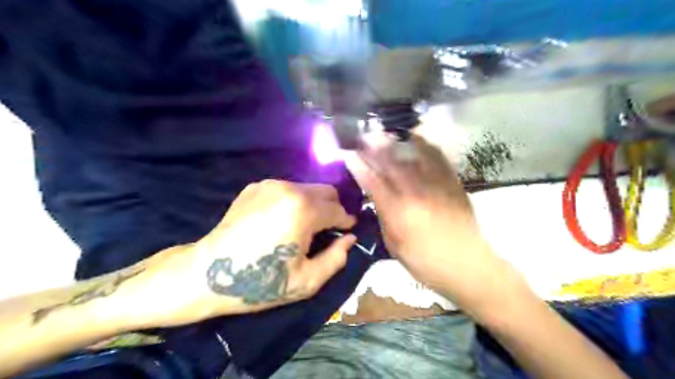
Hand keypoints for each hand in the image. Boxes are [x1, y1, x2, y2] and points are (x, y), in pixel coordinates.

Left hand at [122, 179, 354, 326]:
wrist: (208, 273)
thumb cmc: (260, 281)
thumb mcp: (307, 281)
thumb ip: (336, 258)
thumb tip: (349, 239)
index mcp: (304, 210)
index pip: (338, 210)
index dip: (347, 222)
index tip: (348, 231)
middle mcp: (289, 188)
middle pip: (326, 191)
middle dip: (333, 208)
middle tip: (328, 229)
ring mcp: (270, 184)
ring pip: (307, 189)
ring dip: (314, 205)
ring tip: (304, 227)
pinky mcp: (255, 186)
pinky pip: (287, 189)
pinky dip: (294, 202)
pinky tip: (283, 221)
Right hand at [348, 135, 511, 311]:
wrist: (467, 265)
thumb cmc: (425, 262)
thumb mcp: (394, 246)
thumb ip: (384, 218)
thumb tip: (377, 197)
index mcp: (397, 211)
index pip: (372, 182)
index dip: (359, 166)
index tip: (349, 154)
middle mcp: (414, 192)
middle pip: (390, 163)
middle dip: (374, 147)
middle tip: (364, 136)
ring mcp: (435, 185)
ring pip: (412, 156)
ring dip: (395, 142)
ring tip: (385, 133)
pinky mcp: (452, 183)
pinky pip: (437, 158)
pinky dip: (424, 145)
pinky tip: (416, 138)